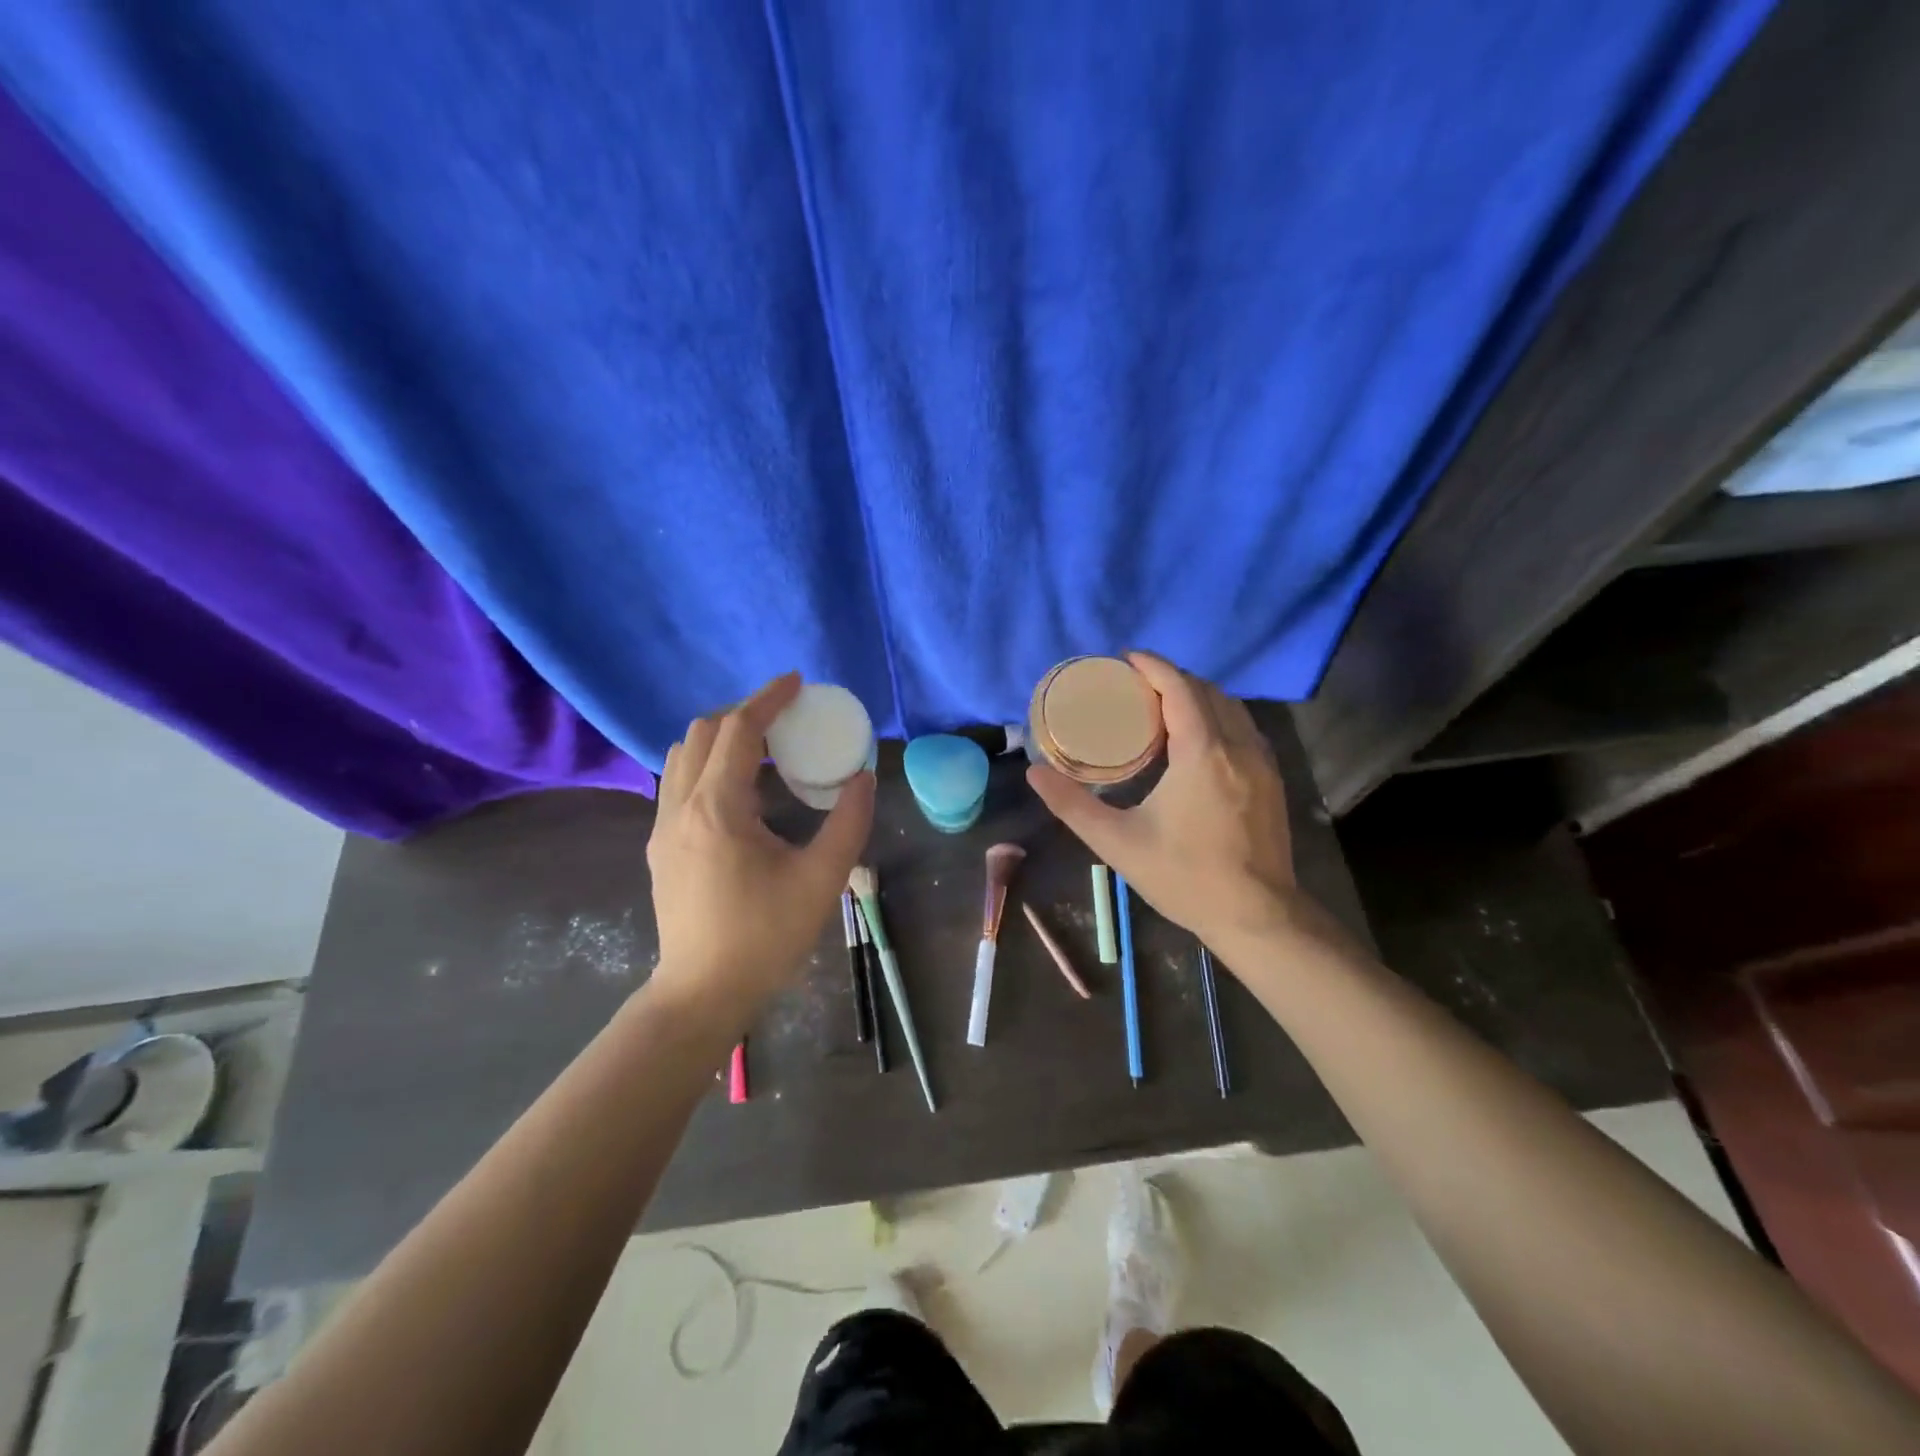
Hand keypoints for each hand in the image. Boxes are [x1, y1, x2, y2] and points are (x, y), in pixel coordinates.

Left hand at [646, 673, 874, 1019]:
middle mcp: (680, 807)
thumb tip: (863, 778)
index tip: (796, 682)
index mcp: (717, 808)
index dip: (767, 698)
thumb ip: (848, 822)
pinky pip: (678, 784)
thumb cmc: (764, 937)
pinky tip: (740, 793)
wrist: (701, 994)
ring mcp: (662, 828)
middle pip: (701, 732)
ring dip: (719, 738)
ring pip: (682, 756)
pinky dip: (707, 766)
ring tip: (761, 749)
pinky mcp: (660, 847)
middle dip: (742, 713)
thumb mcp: (822, 879)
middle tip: (783, 719)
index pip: (737, 729)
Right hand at [1027, 653, 1302, 957]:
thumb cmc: (1185, 877)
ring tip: (1161, 708)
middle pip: (1206, 690)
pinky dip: (1217, 717)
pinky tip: (1195, 741)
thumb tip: (1033, 774)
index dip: (1152, 665)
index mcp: (1202, 753)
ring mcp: (1262, 762)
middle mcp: (1237, 746)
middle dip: (1171, 678)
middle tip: (1134, 686)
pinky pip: (1243, 728)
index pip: (1179, 687)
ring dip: (1196, 696)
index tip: (1125, 658)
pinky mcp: (1272, 779)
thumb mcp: (1118, 843)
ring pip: (1231, 707)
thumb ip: (1072, 805)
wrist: (1258, 916)